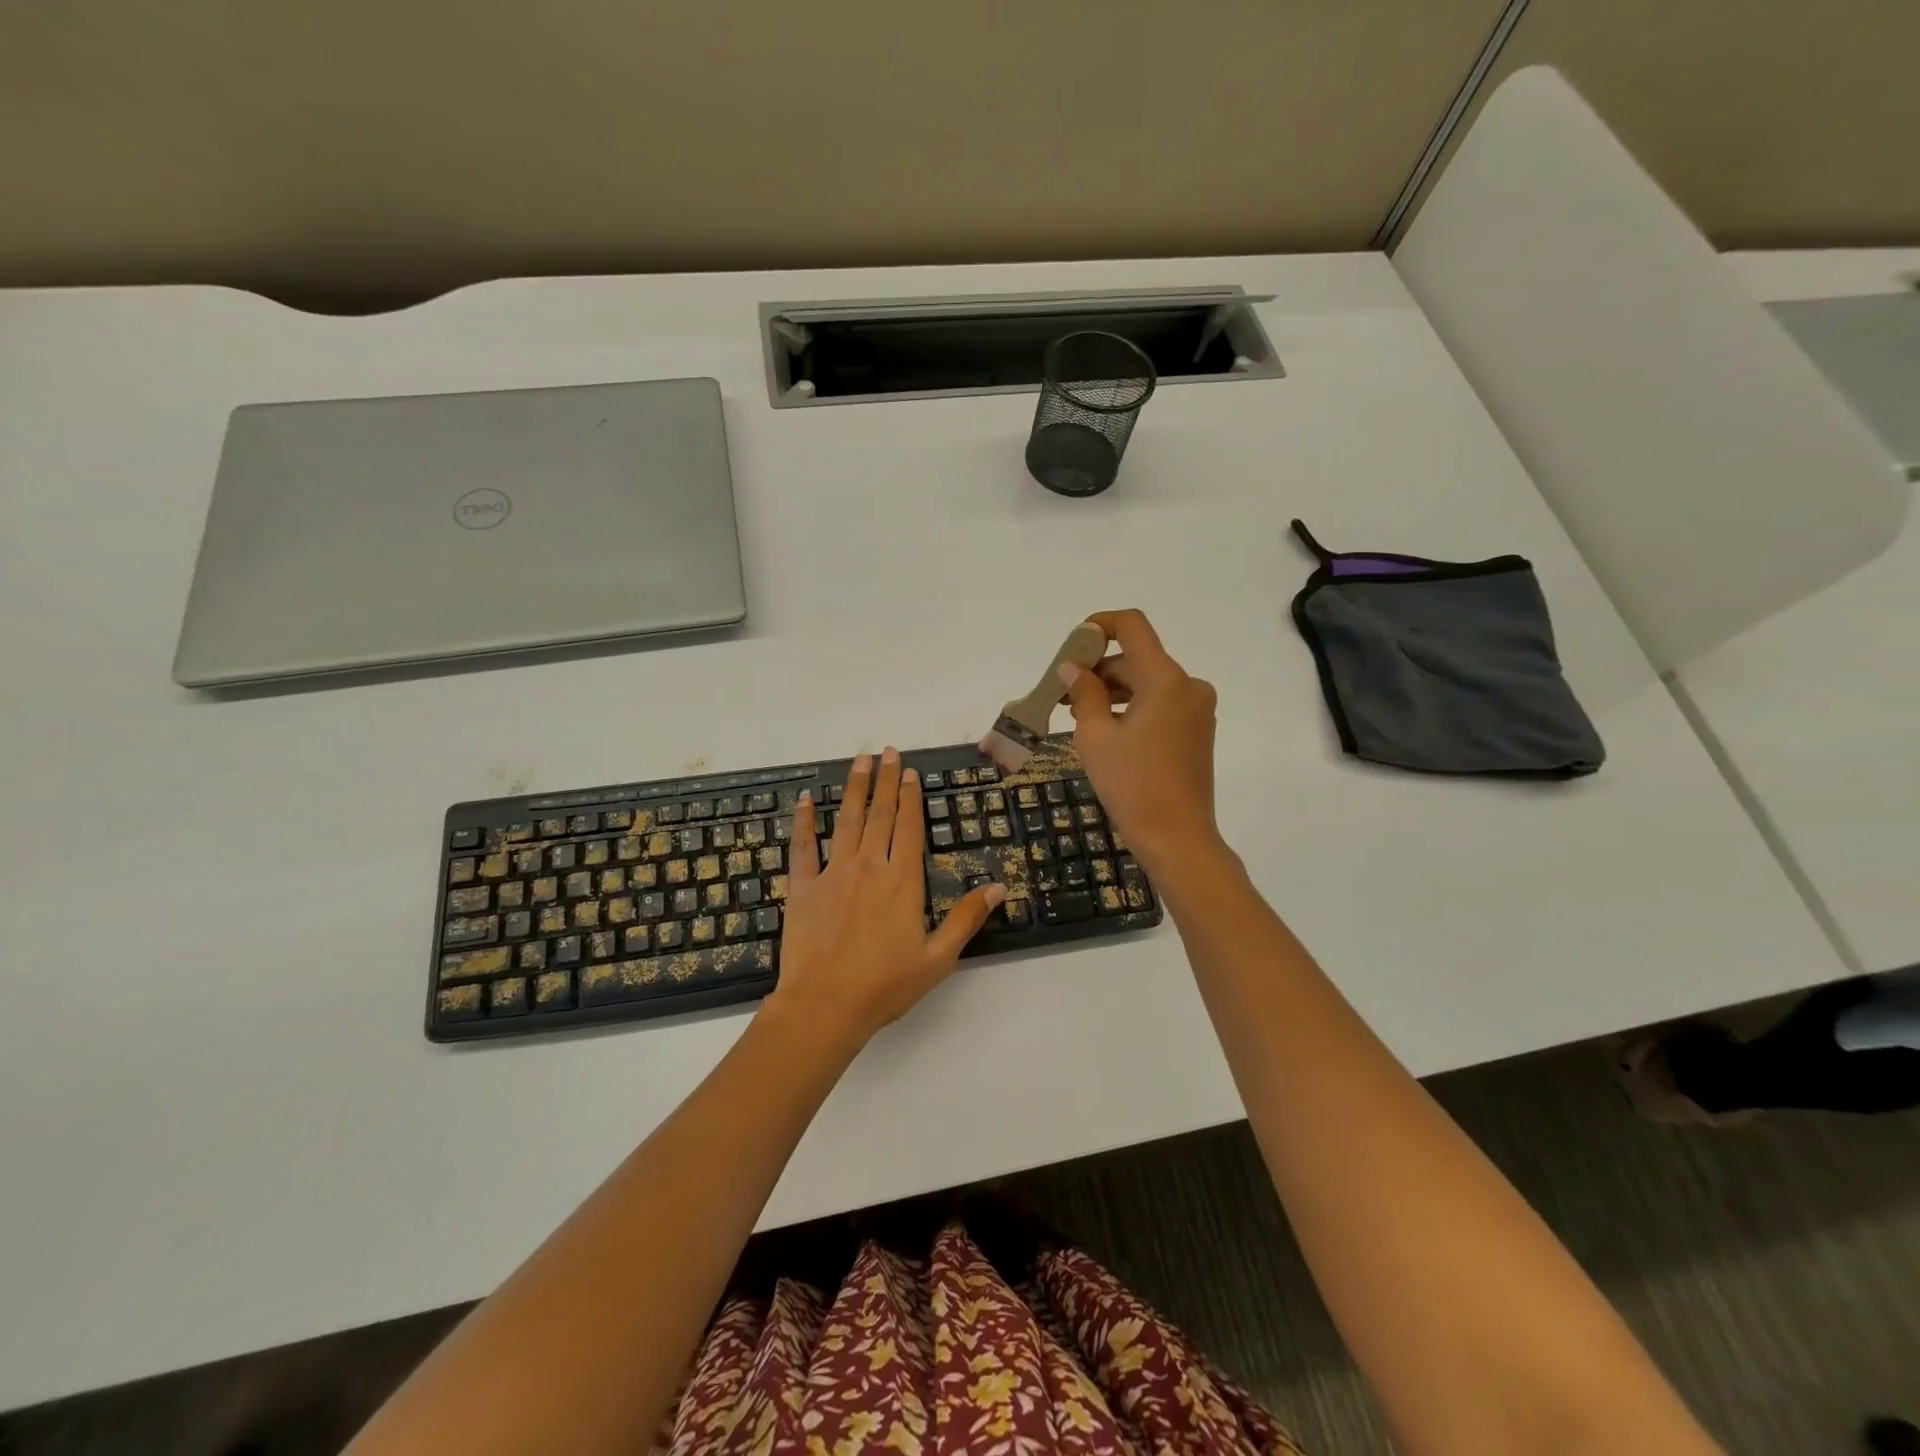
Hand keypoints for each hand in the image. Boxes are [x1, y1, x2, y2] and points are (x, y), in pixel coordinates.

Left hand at [761, 748, 1003, 1055]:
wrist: (824, 1006)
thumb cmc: (885, 986)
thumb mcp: (938, 959)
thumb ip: (967, 919)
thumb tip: (999, 887)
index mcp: (902, 881)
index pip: (909, 827)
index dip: (911, 797)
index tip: (911, 773)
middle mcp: (869, 866)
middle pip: (880, 814)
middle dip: (886, 781)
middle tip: (889, 752)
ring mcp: (833, 873)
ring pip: (846, 820)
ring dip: (854, 788)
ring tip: (860, 761)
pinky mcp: (803, 887)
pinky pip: (803, 847)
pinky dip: (803, 822)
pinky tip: (804, 801)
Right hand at [1059, 609, 1223, 875]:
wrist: (1176, 837)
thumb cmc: (1132, 785)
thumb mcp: (1096, 736)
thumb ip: (1083, 693)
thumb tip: (1073, 669)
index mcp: (1166, 680)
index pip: (1132, 627)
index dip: (1099, 625)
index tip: (1071, 645)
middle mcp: (1188, 686)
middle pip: (1136, 659)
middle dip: (1097, 669)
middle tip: (1060, 692)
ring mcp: (1196, 709)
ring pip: (1146, 683)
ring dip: (1110, 690)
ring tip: (1074, 713)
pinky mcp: (1196, 731)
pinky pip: (1158, 704)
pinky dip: (1130, 707)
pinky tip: (1103, 728)